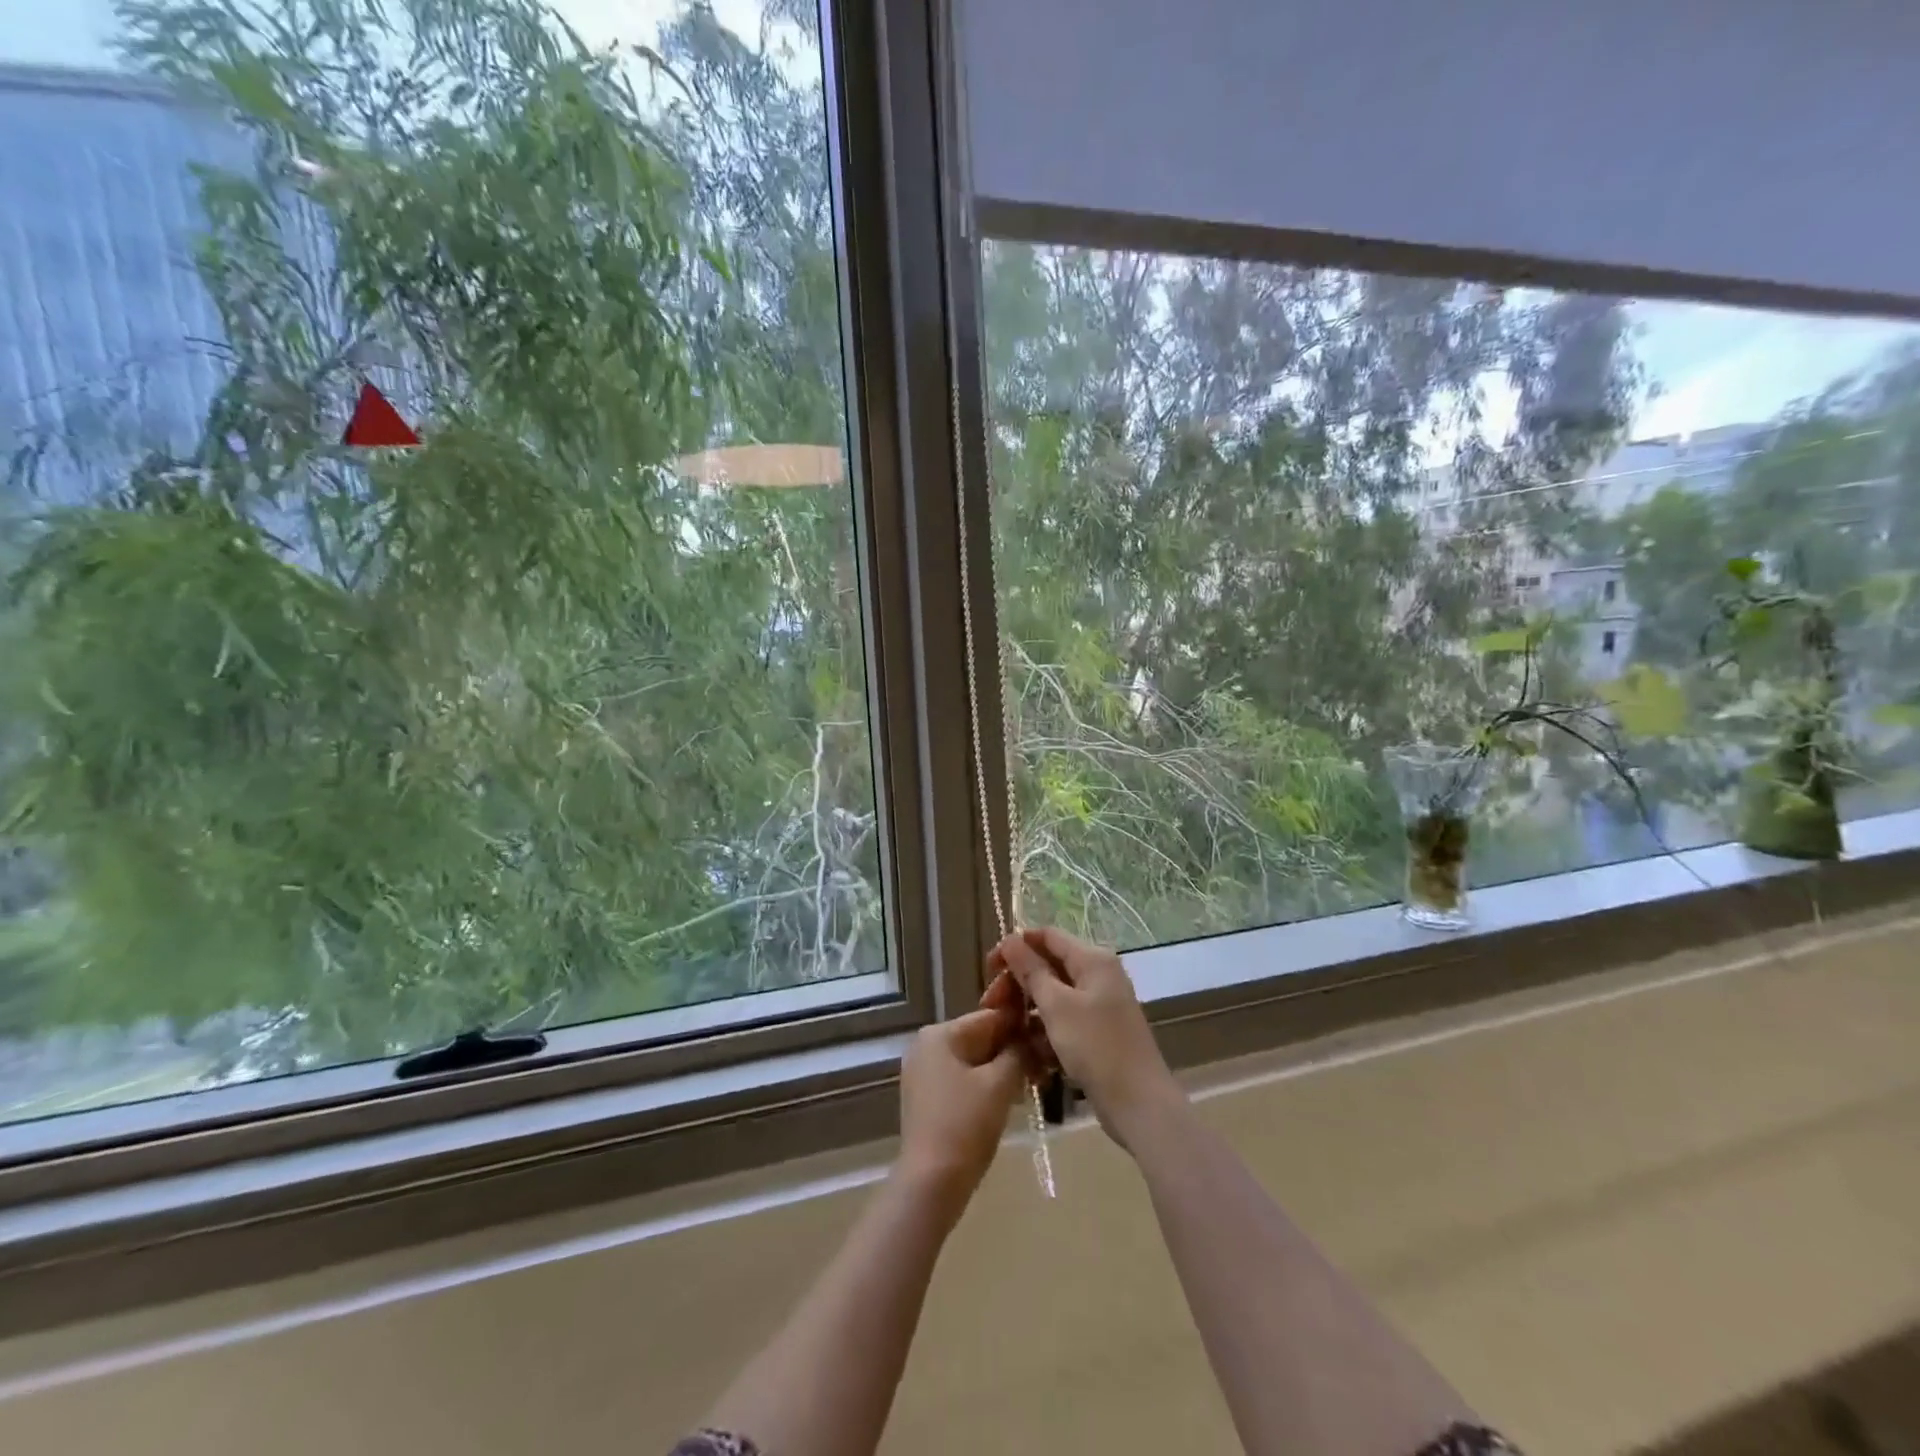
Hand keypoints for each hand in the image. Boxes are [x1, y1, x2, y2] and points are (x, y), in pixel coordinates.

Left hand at [895, 1006, 1024, 1219]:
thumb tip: (1033, 1037)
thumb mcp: (1000, 1084)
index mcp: (940, 1034)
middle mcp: (927, 1046)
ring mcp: (924, 1073)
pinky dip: (986, 1086)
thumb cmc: (965, 1125)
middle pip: (981, 1038)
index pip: (990, 1017)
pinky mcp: (927, 1099)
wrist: (931, 1183)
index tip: (1049, 1038)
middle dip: (1013, 1051)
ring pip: (974, 1061)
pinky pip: (963, 1080)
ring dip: (1003, 1070)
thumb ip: (1019, 1053)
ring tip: (1033, 1083)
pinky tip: (1009, 1100)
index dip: (1022, 1026)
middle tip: (1045, 1066)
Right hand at [987, 927, 1182, 1146]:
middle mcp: (1098, 975)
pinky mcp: (1097, 1032)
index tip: (989, 968)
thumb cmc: (1096, 1047)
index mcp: (1092, 959)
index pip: (1047, 936)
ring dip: (1027, 1009)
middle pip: (1048, 965)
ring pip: (1053, 996)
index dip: (1016, 946)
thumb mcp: (1057, 1006)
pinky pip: (1063, 1020)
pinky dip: (1044, 1030)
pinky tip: (1027, 1051)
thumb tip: (1010, 940)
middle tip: (991, 1005)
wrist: (1139, 1104)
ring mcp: (1099, 1004)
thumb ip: (1032, 971)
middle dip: (1018, 982)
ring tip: (1005, 1031)